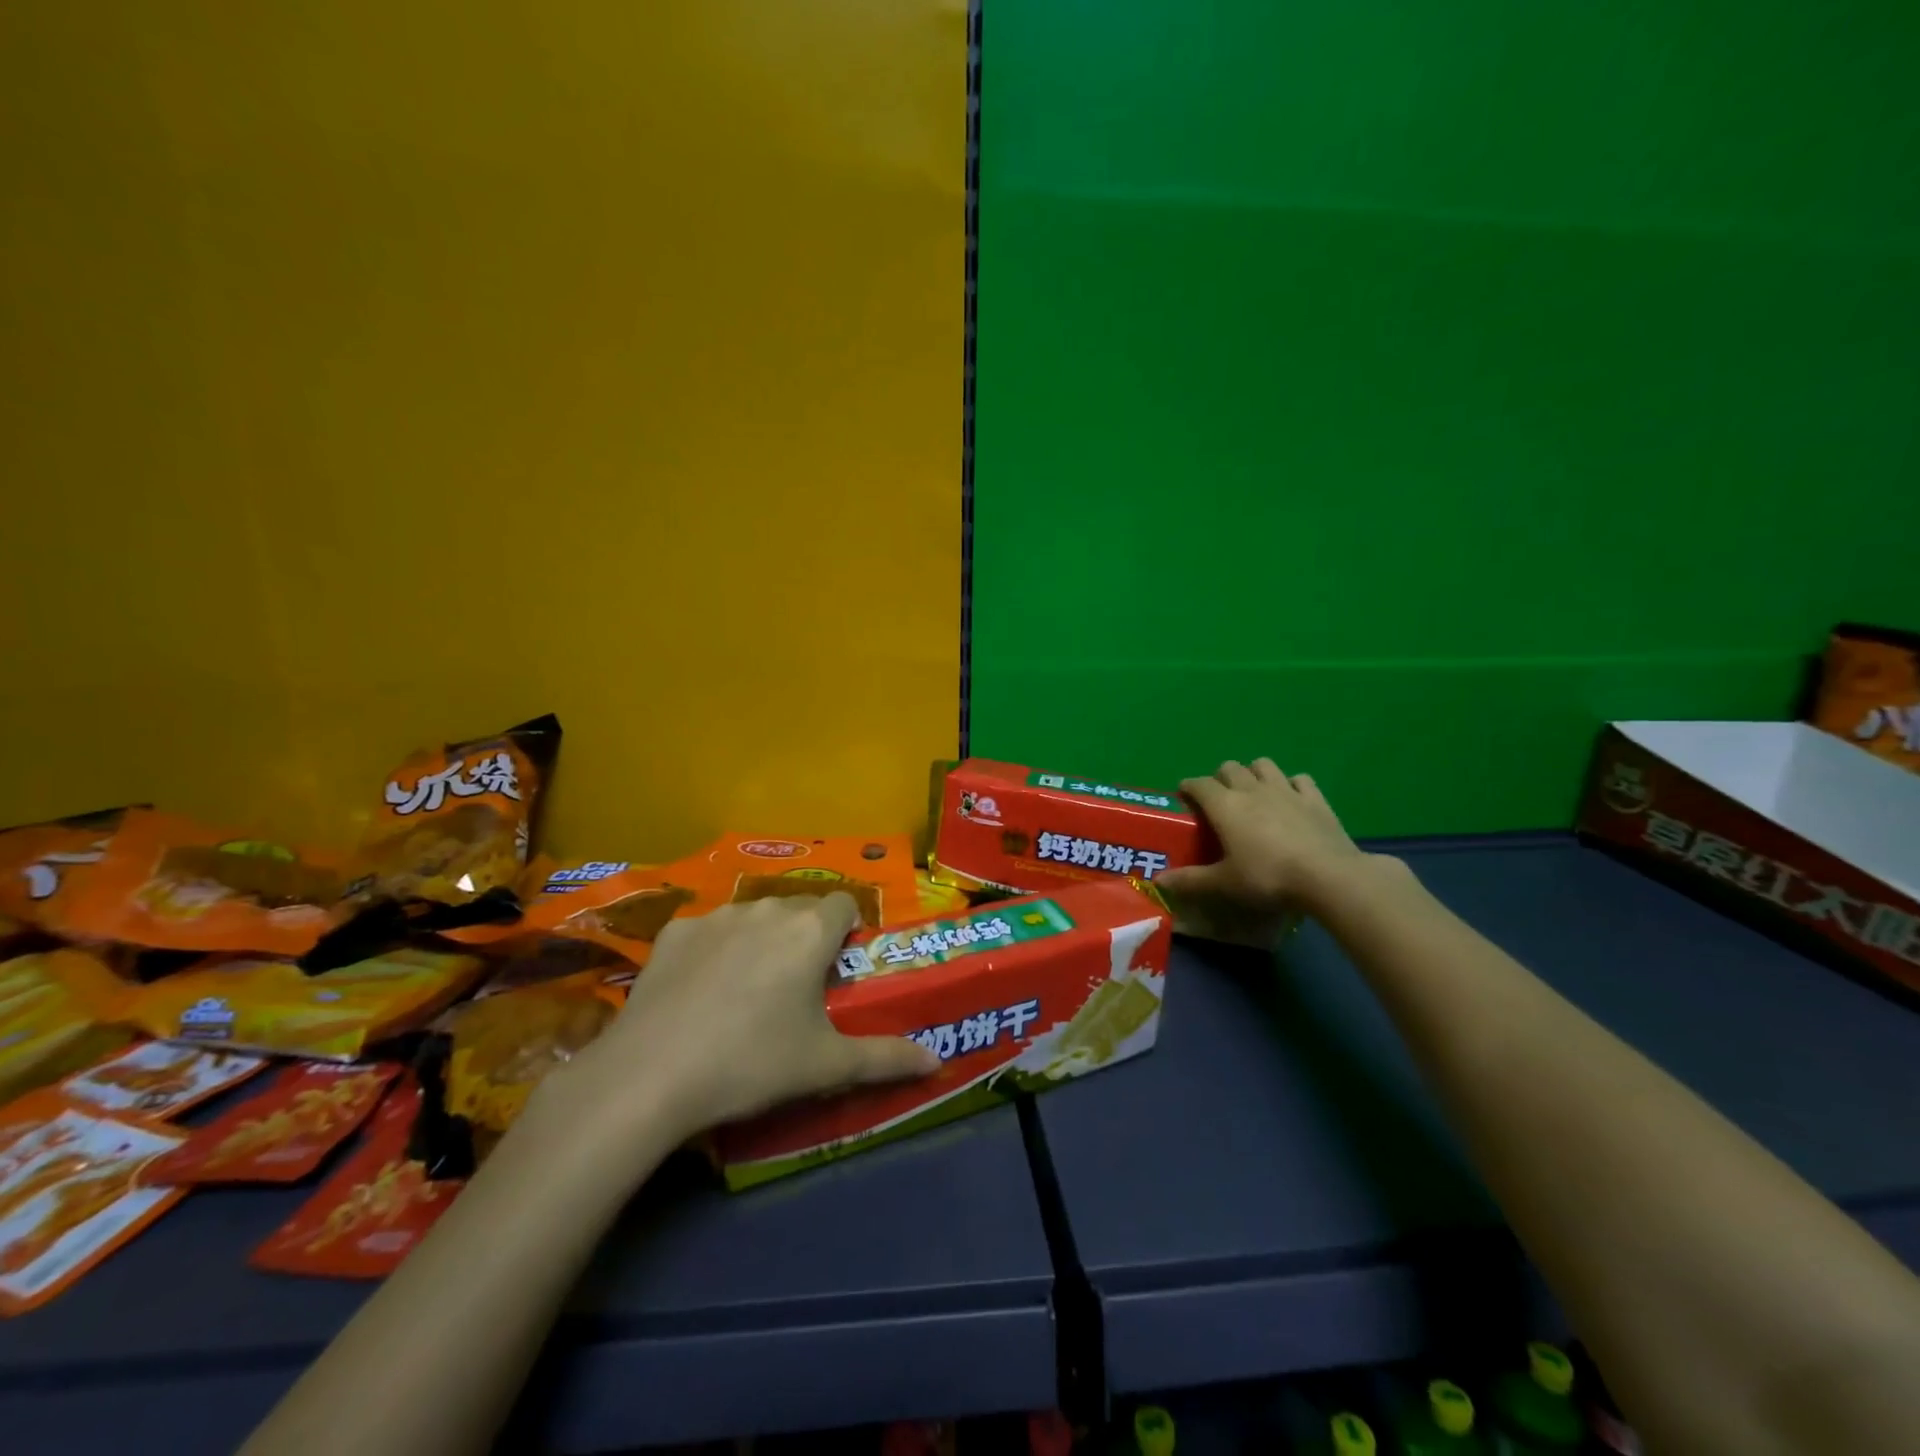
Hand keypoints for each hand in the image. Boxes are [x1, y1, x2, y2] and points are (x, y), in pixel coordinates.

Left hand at [559, 892, 938, 1136]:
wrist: (650, 1076)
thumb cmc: (752, 1064)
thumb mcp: (826, 1066)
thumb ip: (887, 1058)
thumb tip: (937, 1062)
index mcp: (809, 931)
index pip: (845, 904)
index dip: (847, 931)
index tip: (838, 968)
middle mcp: (767, 908)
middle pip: (800, 907)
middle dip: (806, 935)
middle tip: (797, 986)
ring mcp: (716, 915)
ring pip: (754, 915)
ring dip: (762, 938)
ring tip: (747, 990)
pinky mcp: (674, 931)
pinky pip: (708, 930)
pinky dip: (714, 949)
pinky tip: (699, 991)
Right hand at [1158, 759, 1371, 927]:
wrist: (1328, 877)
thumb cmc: (1267, 877)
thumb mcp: (1224, 884)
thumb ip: (1190, 880)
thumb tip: (1158, 880)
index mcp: (1224, 805)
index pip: (1198, 784)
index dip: (1187, 788)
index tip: (1183, 797)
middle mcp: (1251, 789)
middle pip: (1229, 767)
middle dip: (1219, 778)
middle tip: (1219, 801)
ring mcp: (1286, 790)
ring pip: (1263, 765)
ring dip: (1254, 773)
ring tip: (1253, 794)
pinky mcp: (1315, 799)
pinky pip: (1299, 780)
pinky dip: (1291, 785)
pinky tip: (1291, 799)